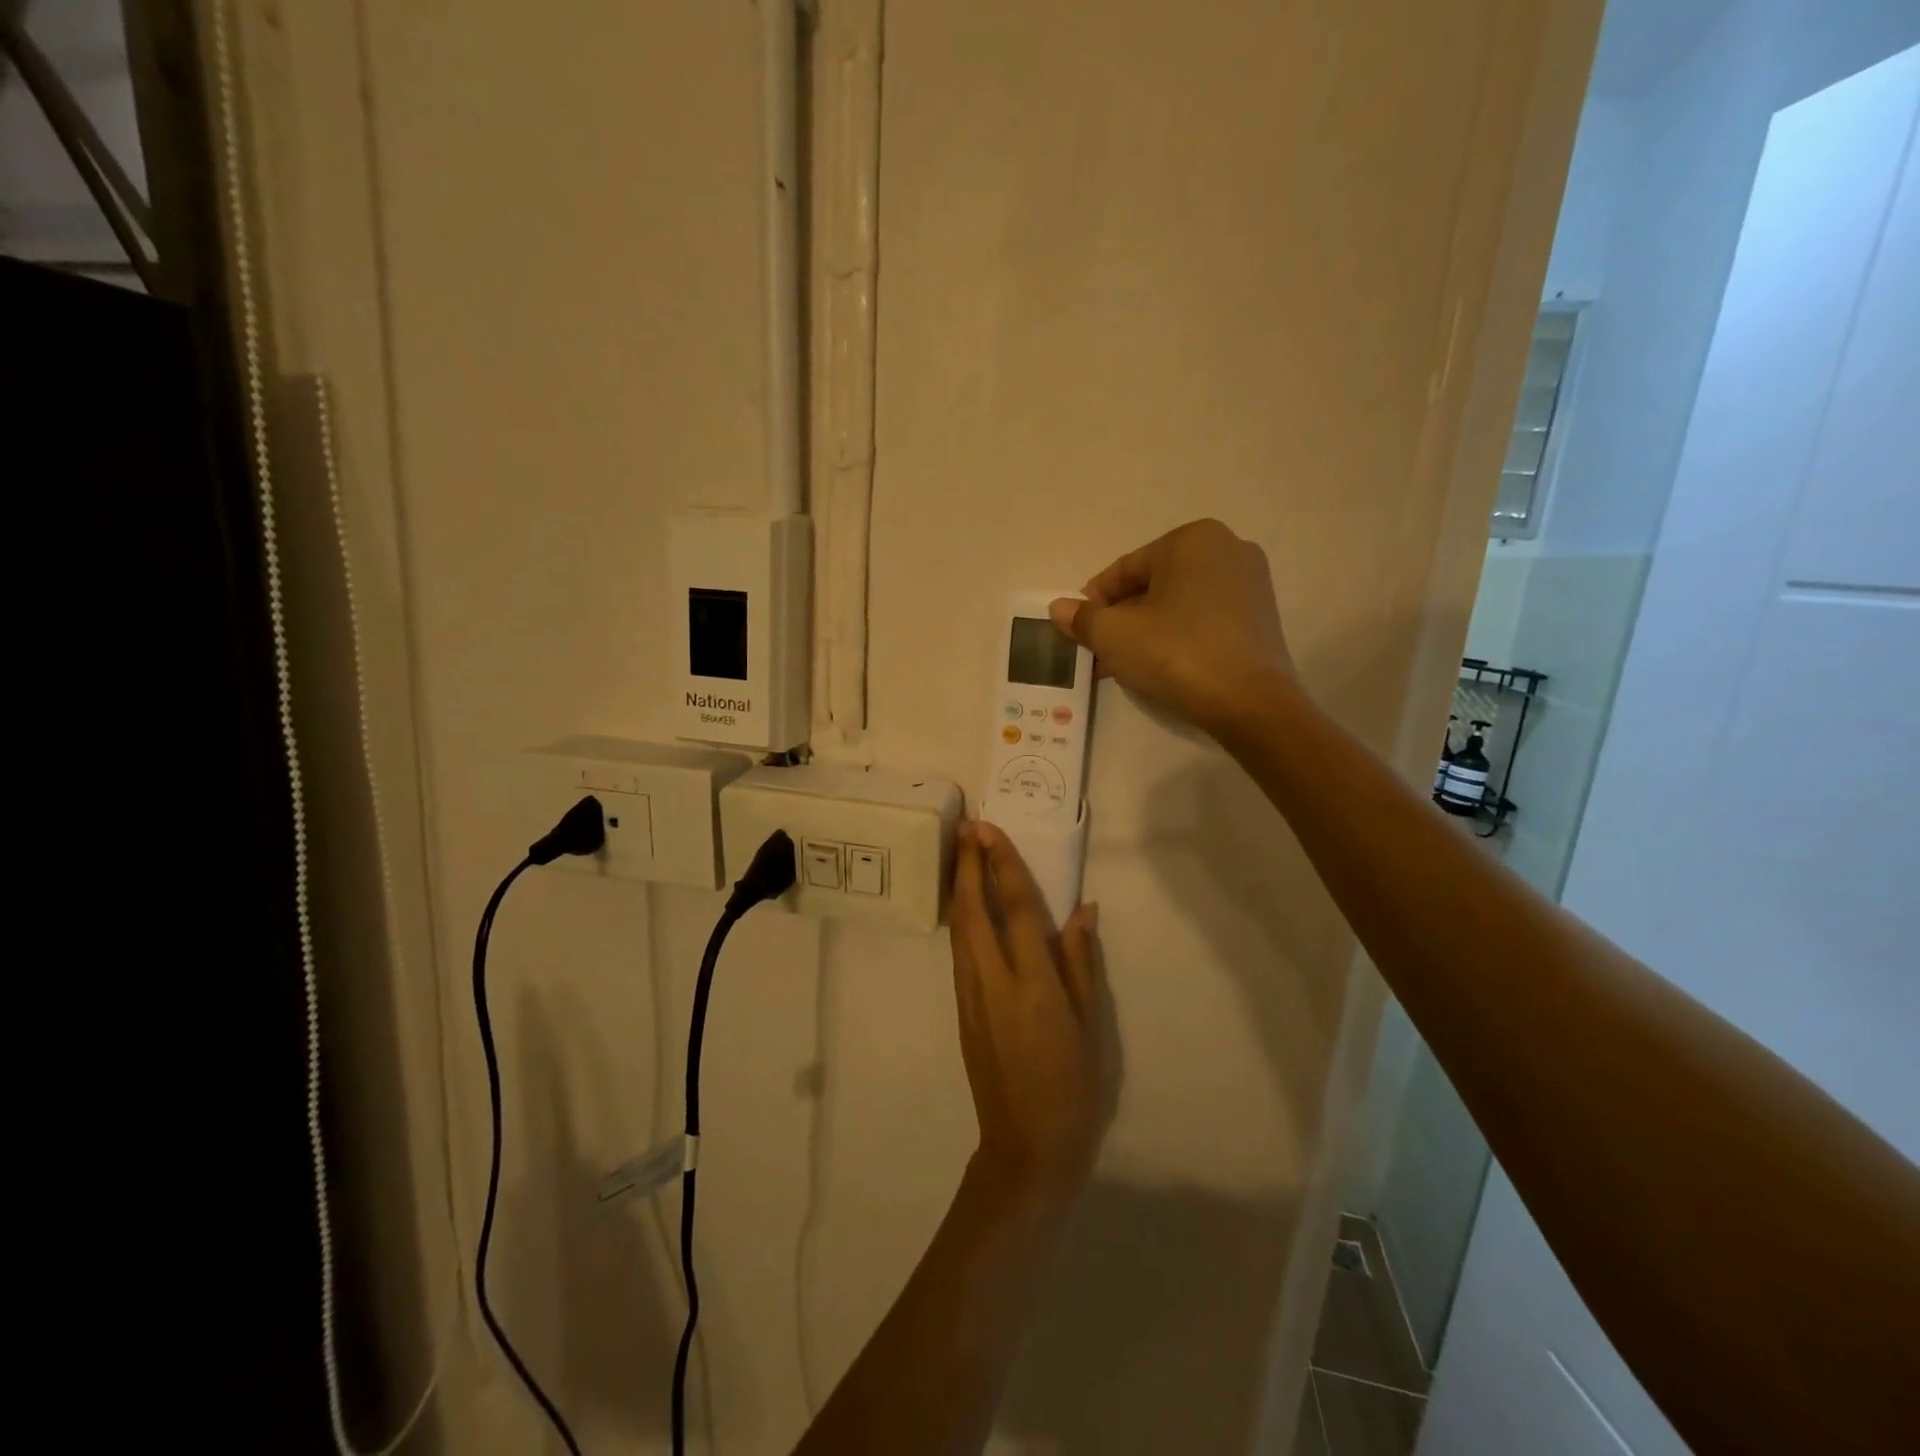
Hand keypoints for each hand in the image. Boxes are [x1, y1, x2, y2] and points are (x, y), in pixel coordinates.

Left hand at [949, 821, 1111, 1207]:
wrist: (1026, 1147)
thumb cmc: (1073, 1087)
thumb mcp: (1090, 1026)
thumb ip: (1081, 963)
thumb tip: (1082, 910)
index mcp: (1034, 986)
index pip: (1016, 910)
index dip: (1003, 866)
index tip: (991, 831)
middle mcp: (994, 982)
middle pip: (973, 911)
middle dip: (968, 866)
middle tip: (967, 827)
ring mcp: (971, 997)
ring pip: (959, 930)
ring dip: (959, 887)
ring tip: (962, 853)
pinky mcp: (962, 1010)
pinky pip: (960, 952)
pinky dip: (961, 919)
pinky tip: (965, 905)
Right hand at [1050, 518, 1296, 733]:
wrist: (1249, 701)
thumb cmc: (1175, 653)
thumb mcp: (1114, 635)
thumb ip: (1082, 618)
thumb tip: (1058, 608)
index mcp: (1191, 539)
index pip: (1125, 569)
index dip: (1094, 602)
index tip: (1078, 631)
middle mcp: (1227, 548)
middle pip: (1152, 586)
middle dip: (1121, 620)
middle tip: (1098, 652)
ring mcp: (1250, 582)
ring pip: (1178, 604)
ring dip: (1145, 632)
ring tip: (1121, 666)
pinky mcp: (1262, 616)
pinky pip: (1204, 619)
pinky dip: (1177, 636)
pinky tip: (1158, 667)